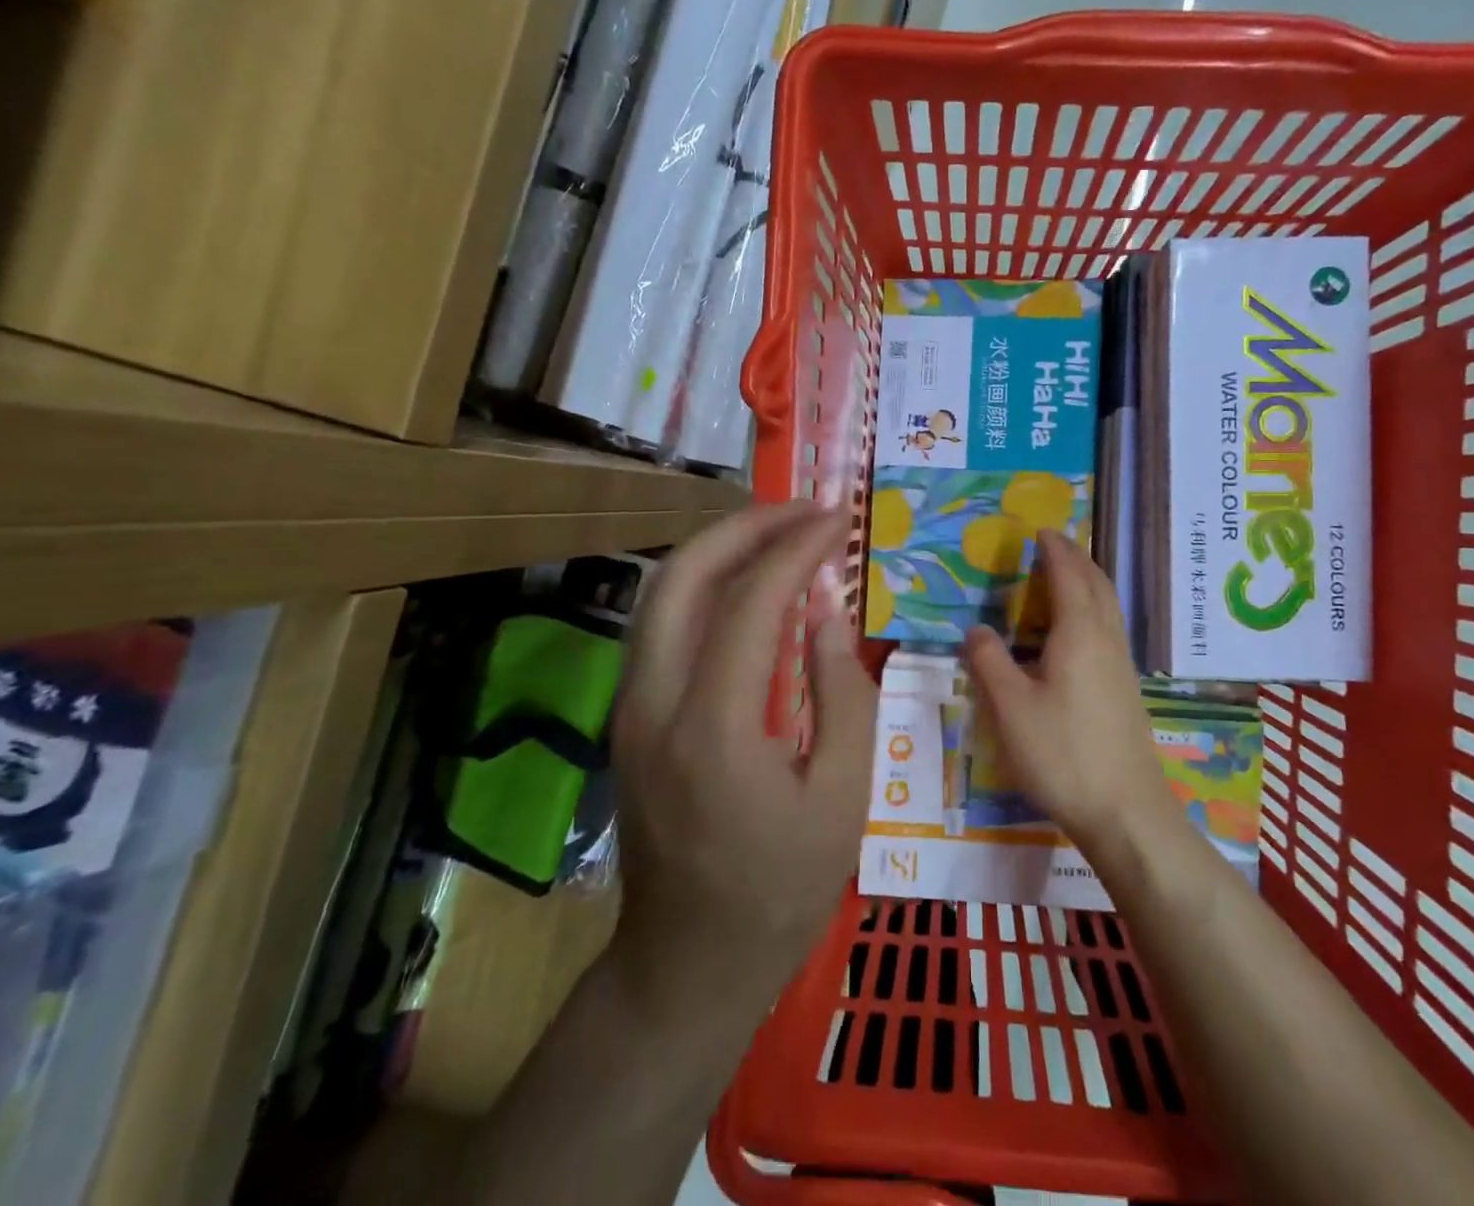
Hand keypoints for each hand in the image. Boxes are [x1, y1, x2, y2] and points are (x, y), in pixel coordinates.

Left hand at [611, 502, 876, 1001]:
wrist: (686, 963)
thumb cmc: (778, 891)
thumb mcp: (843, 800)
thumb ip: (844, 695)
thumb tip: (829, 612)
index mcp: (714, 727)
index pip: (752, 601)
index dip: (797, 549)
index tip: (837, 520)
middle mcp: (654, 702)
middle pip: (683, 575)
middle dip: (746, 525)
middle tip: (805, 511)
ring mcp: (630, 706)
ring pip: (660, 591)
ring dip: (720, 547)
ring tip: (780, 532)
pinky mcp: (628, 714)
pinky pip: (660, 621)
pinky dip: (703, 581)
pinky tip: (746, 581)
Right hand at [963, 529, 1177, 854]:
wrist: (1126, 811)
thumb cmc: (1063, 753)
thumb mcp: (1011, 708)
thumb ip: (989, 662)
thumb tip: (975, 628)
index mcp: (1079, 634)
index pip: (1068, 576)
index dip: (1055, 550)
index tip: (1042, 530)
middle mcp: (1106, 640)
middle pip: (1097, 585)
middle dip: (1077, 558)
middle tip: (1054, 544)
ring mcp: (1122, 665)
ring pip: (1109, 606)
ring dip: (1089, 581)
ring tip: (1067, 576)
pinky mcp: (1126, 688)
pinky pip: (1110, 628)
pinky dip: (1094, 608)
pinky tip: (1078, 630)